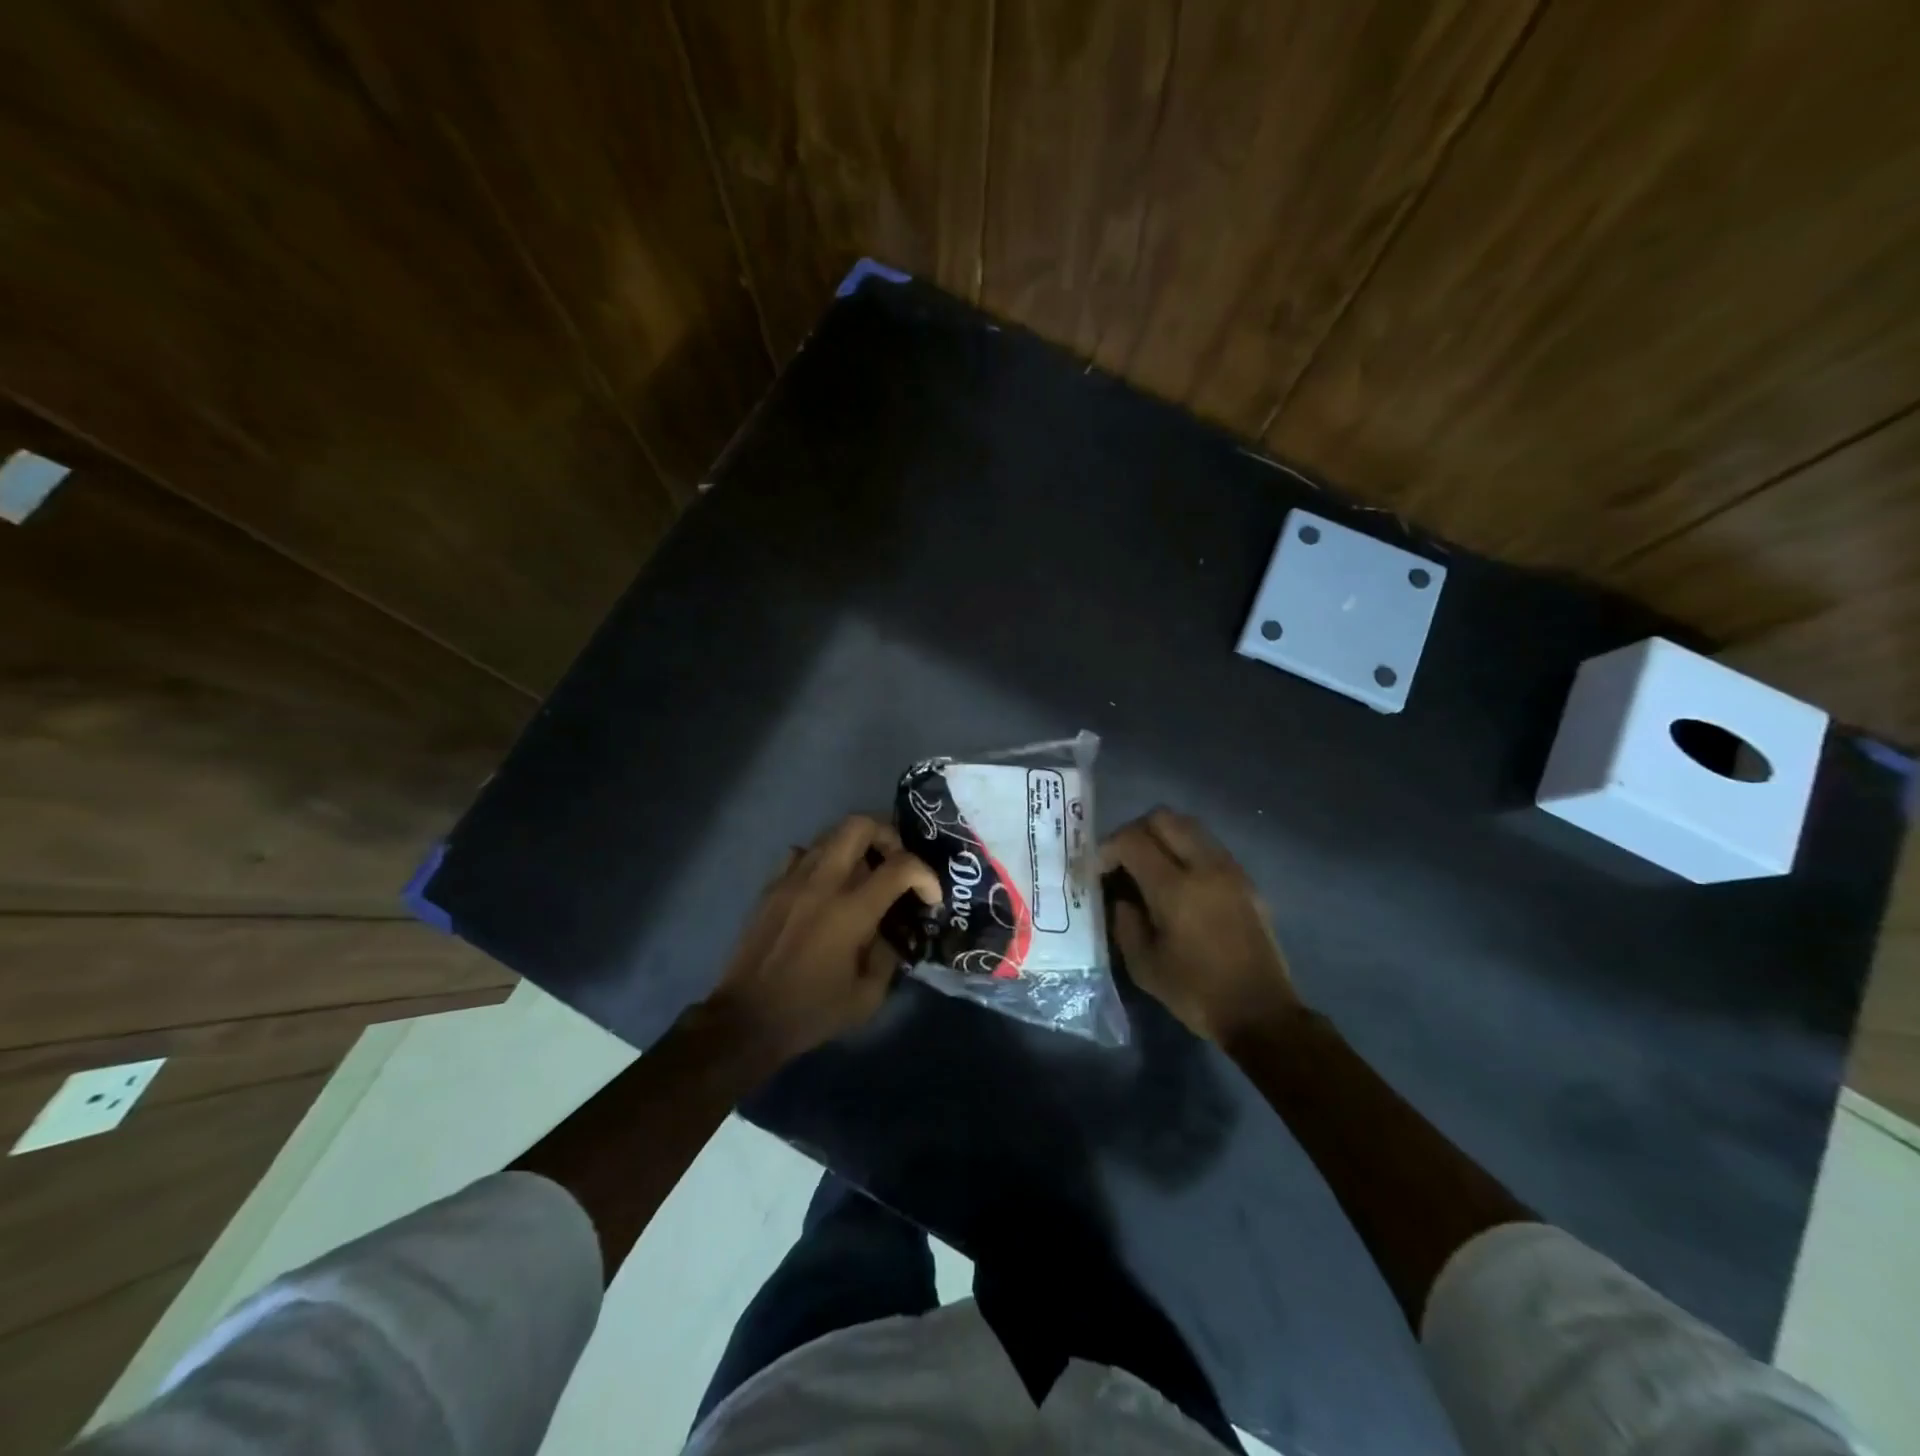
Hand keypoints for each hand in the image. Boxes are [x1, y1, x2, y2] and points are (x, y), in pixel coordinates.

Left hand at [701, 814, 941, 1067]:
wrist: (746, 1020)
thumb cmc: (811, 1012)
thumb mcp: (867, 996)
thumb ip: (888, 955)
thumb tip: (889, 932)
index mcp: (852, 910)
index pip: (901, 865)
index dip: (926, 875)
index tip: (930, 898)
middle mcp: (823, 882)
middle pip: (860, 825)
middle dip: (888, 836)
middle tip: (895, 864)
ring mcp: (792, 879)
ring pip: (830, 833)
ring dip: (856, 846)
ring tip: (864, 874)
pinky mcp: (771, 886)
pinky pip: (802, 853)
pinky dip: (822, 859)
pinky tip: (825, 886)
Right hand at [1102, 808, 1301, 1045]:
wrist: (1260, 1013)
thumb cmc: (1196, 992)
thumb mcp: (1143, 965)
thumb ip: (1125, 922)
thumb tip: (1122, 897)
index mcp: (1175, 888)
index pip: (1133, 840)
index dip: (1108, 848)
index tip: (1099, 871)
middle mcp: (1205, 867)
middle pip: (1163, 818)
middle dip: (1135, 831)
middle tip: (1123, 860)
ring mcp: (1230, 870)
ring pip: (1189, 826)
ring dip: (1162, 837)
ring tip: (1149, 868)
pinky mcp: (1246, 880)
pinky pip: (1208, 846)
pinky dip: (1186, 850)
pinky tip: (1179, 883)